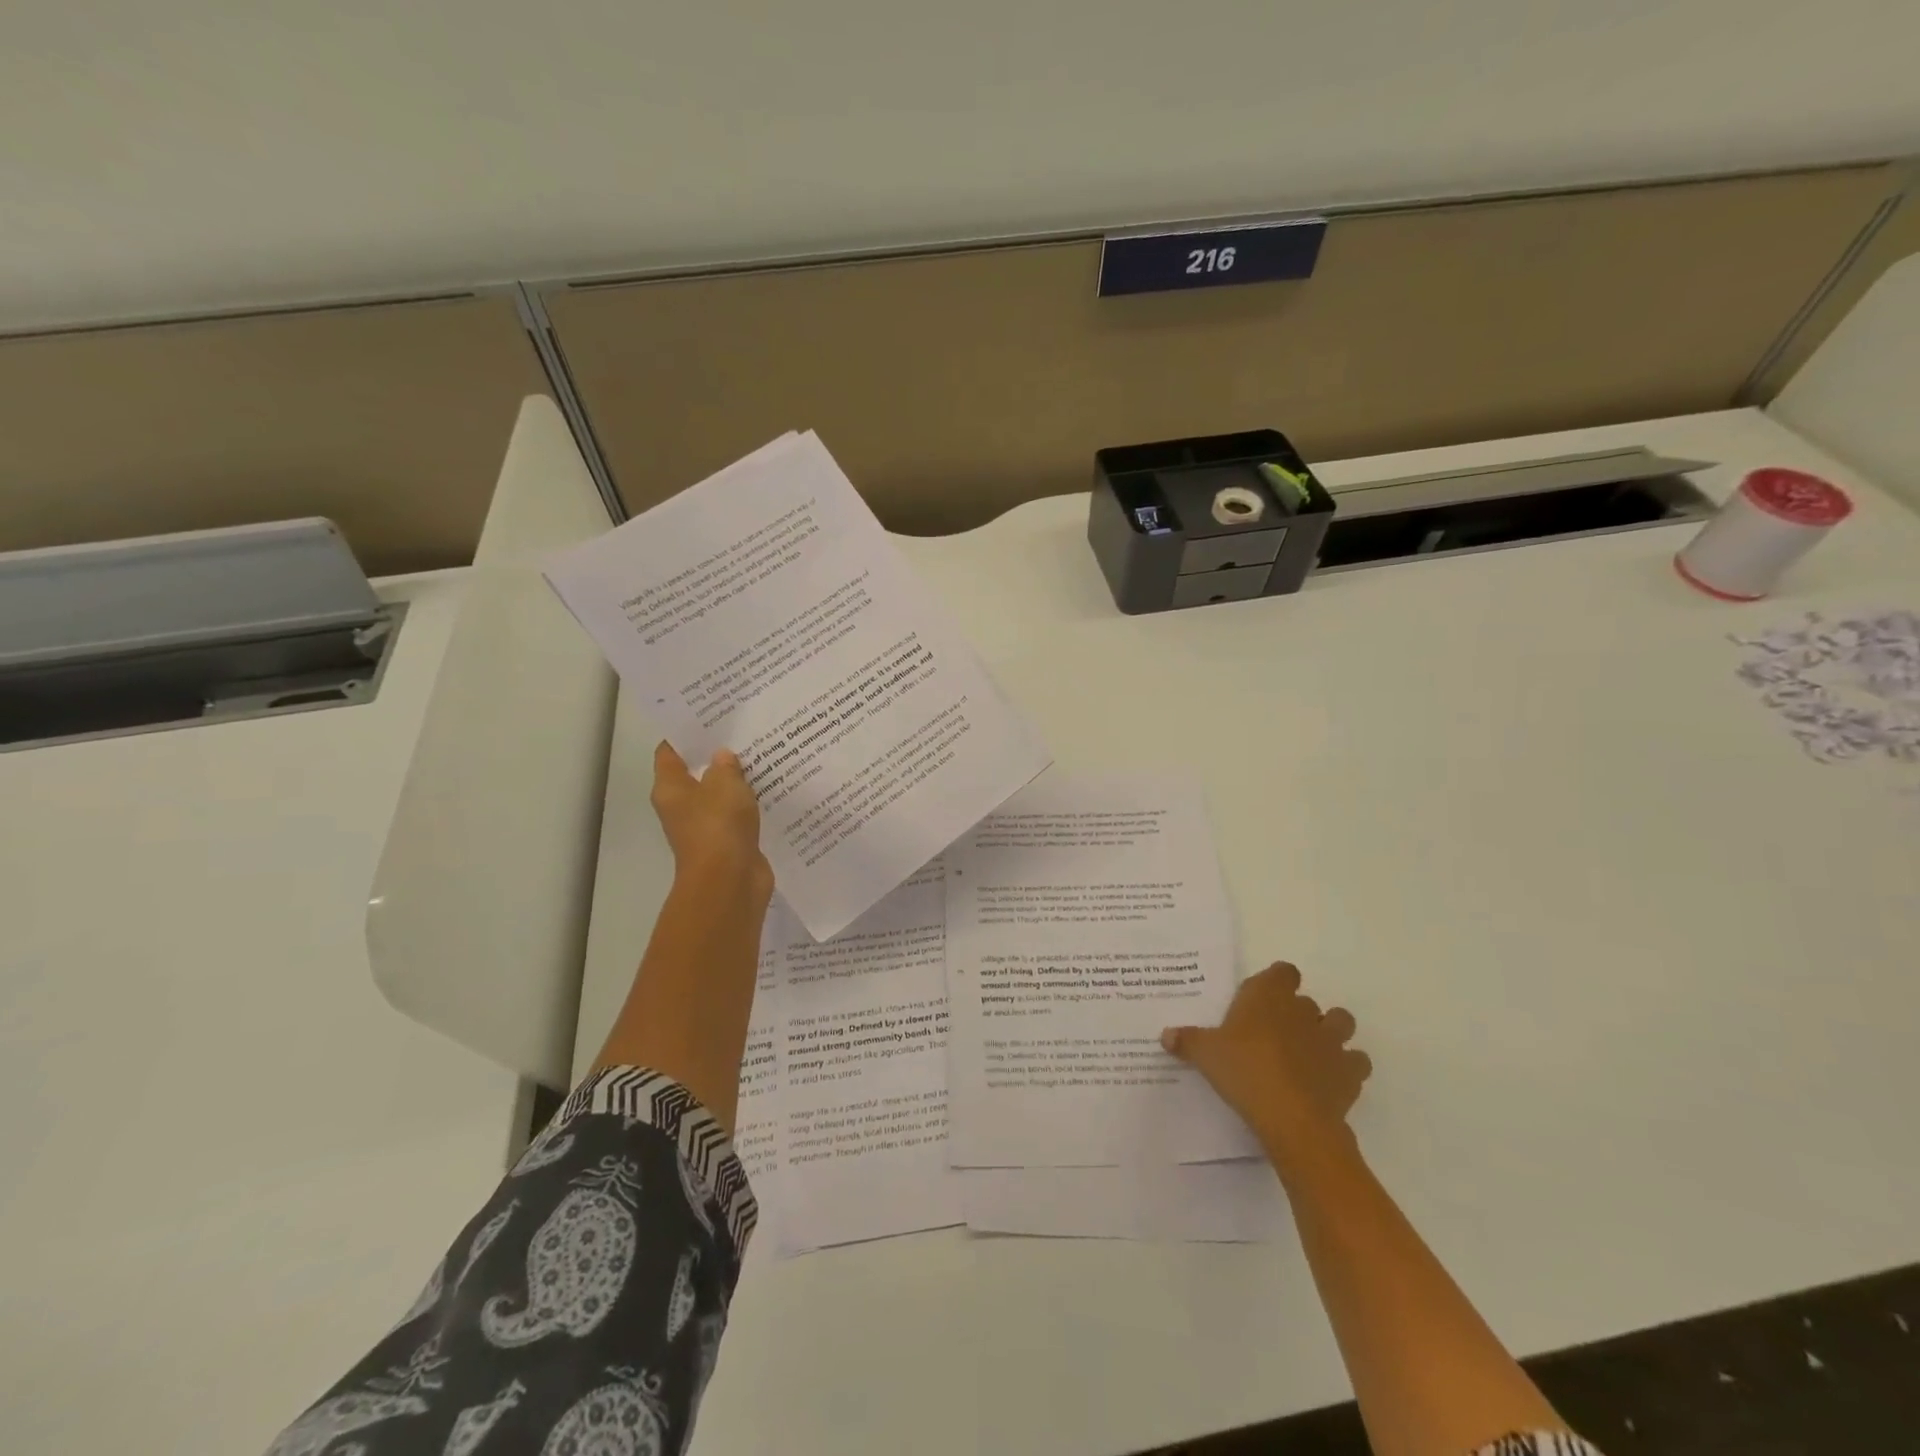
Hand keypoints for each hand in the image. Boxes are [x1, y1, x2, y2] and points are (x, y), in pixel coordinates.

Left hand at [650, 742, 771, 894]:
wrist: (730, 881)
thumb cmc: (718, 826)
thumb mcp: (724, 784)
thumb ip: (725, 766)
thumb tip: (723, 757)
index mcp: (670, 788)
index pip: (669, 752)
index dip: (686, 733)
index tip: (708, 716)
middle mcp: (682, 807)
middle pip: (696, 772)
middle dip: (716, 754)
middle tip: (741, 731)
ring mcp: (706, 826)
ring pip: (720, 794)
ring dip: (737, 780)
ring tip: (761, 754)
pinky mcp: (729, 841)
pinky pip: (739, 815)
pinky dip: (751, 803)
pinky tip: (771, 787)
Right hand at [1162, 961, 1370, 1166]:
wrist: (1292, 1118)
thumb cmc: (1244, 1072)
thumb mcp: (1205, 1055)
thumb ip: (1188, 1041)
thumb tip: (1166, 1035)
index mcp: (1268, 996)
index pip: (1283, 972)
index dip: (1276, 982)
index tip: (1262, 999)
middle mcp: (1303, 1011)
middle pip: (1307, 1001)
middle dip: (1296, 1013)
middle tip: (1274, 1035)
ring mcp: (1331, 1040)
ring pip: (1341, 1022)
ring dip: (1330, 1032)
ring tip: (1310, 1051)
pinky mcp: (1350, 1072)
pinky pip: (1356, 1062)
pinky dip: (1347, 1068)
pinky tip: (1329, 1080)